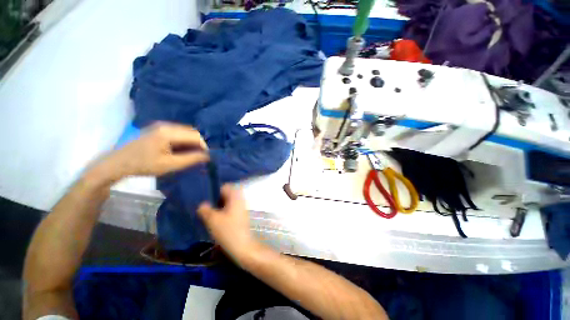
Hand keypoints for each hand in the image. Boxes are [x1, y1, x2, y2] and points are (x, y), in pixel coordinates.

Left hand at [95, 123, 208, 180]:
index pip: (195, 136)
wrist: (118, 163)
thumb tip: (208, 156)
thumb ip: (191, 159)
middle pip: (191, 132)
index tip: (206, 158)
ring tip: (190, 155)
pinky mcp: (158, 129)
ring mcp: (161, 126)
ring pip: (185, 132)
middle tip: (199, 157)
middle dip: (198, 144)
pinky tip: (180, 151)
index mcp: (168, 132)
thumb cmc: (143, 165)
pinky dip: (183, 142)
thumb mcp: (170, 165)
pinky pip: (178, 133)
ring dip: (191, 143)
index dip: (204, 146)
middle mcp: (166, 125)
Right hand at [198, 185, 256, 261]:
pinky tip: (217, 220)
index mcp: (235, 197)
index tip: (206, 199)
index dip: (215, 191)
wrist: (243, 246)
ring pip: (228, 202)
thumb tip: (202, 204)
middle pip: (227, 194)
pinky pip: (231, 209)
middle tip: (206, 207)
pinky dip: (224, 212)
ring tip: (209, 214)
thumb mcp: (213, 220)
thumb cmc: (228, 231)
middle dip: (216, 199)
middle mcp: (240, 200)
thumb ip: (205, 210)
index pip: (225, 186)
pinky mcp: (241, 216)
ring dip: (219, 207)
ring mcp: (242, 208)